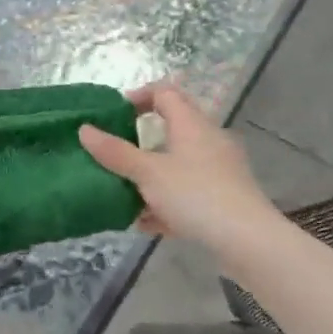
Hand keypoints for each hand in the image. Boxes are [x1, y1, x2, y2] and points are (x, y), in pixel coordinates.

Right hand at [78, 84, 280, 255]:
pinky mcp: (224, 198)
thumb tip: (84, 129)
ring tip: (124, 195)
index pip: (165, 92)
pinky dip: (167, 202)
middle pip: (171, 129)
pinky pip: (189, 192)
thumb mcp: (148, 173)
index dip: (138, 96)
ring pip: (177, 165)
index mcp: (192, 124)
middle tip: (114, 156)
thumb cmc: (195, 195)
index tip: (113, 115)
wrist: (247, 240)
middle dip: (139, 143)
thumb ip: (115, 152)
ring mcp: (219, 170)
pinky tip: (148, 224)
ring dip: (151, 177)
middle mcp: (208, 140)